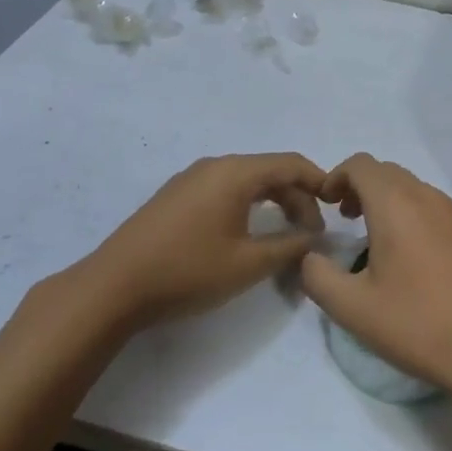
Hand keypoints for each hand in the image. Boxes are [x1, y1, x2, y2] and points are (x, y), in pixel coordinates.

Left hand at [67, 153, 326, 333]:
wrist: (113, 287)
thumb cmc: (188, 271)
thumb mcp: (248, 264)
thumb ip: (289, 247)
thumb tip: (315, 238)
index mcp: (235, 172)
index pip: (291, 163)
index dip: (319, 182)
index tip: (338, 207)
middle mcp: (215, 165)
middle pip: (269, 170)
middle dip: (297, 197)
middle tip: (312, 233)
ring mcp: (191, 179)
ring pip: (246, 180)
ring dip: (273, 202)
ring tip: (285, 234)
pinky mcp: (175, 196)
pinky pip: (224, 189)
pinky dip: (248, 204)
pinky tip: (248, 232)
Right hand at [302, 154, 451, 399]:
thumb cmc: (417, 324)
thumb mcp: (352, 308)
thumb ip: (318, 276)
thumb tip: (311, 257)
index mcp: (396, 204)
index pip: (361, 165)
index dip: (338, 176)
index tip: (328, 205)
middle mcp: (431, 197)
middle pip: (390, 174)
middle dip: (364, 189)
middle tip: (350, 220)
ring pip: (420, 192)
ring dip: (395, 205)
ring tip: (386, 245)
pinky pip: (445, 213)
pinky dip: (425, 222)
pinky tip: (427, 264)